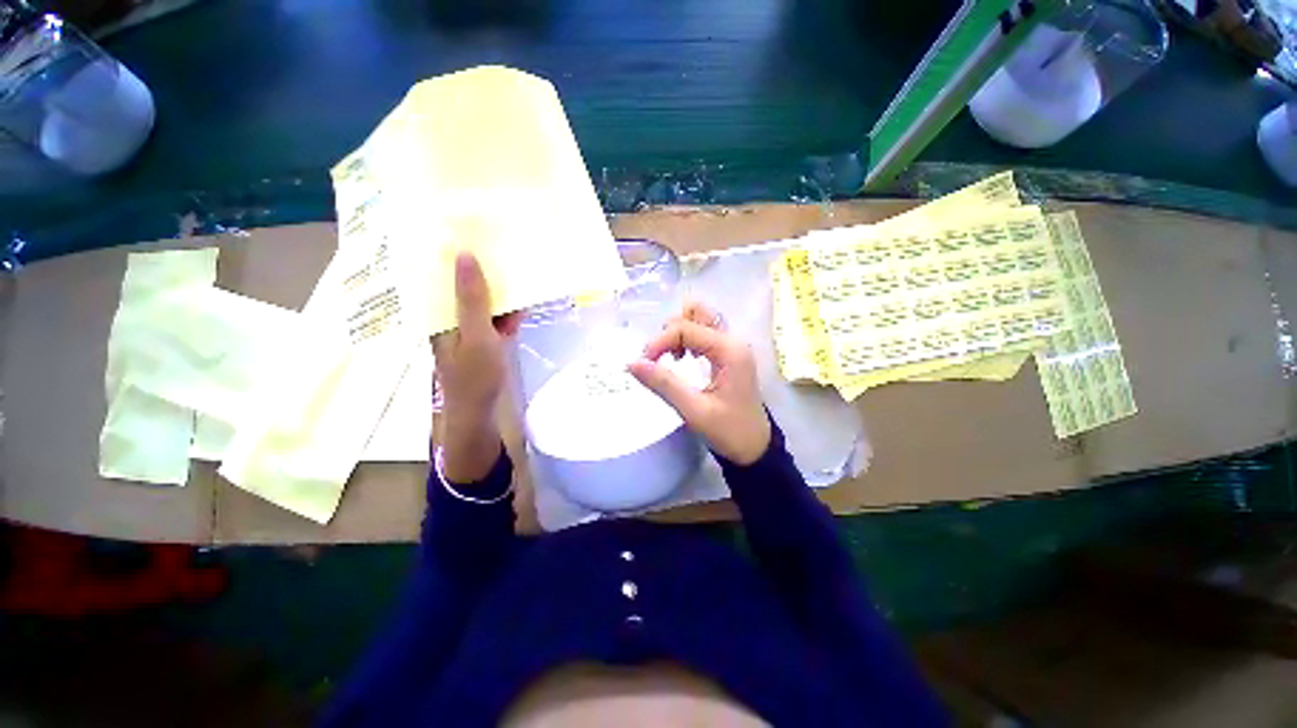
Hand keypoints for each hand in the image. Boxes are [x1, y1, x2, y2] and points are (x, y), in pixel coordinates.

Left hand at [432, 252, 520, 482]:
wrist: (479, 413)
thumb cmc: (473, 376)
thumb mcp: (475, 335)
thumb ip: (471, 299)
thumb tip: (466, 255)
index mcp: (437, 312)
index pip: (440, 273)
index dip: (452, 250)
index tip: (467, 226)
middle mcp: (449, 316)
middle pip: (462, 284)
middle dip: (479, 264)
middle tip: (496, 238)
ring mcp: (469, 328)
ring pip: (482, 299)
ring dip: (497, 286)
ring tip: (512, 260)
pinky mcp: (486, 339)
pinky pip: (496, 316)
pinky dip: (507, 309)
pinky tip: (521, 297)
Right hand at [628, 302, 770, 465]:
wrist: (755, 448)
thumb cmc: (729, 431)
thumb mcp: (694, 410)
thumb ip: (663, 384)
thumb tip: (632, 363)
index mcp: (729, 350)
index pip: (684, 328)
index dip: (659, 342)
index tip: (643, 363)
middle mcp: (732, 340)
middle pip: (696, 312)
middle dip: (671, 330)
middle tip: (661, 357)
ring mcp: (732, 345)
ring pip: (699, 319)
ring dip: (678, 332)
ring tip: (671, 358)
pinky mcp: (728, 354)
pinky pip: (703, 333)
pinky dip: (687, 339)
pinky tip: (682, 359)